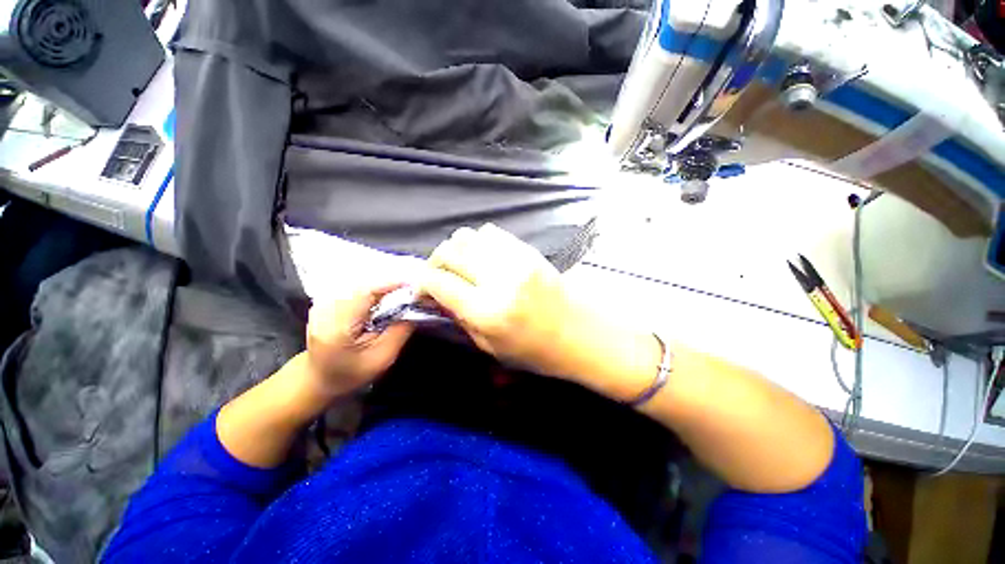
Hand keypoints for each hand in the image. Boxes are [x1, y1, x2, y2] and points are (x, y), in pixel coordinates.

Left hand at [305, 283, 414, 396]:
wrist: (317, 379)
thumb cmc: (350, 374)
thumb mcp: (382, 358)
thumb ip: (400, 331)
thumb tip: (416, 307)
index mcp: (337, 326)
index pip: (365, 293)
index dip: (391, 285)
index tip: (413, 287)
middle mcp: (325, 309)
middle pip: (364, 286)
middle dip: (389, 287)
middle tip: (410, 293)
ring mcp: (321, 303)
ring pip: (359, 284)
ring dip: (381, 288)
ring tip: (398, 295)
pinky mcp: (324, 301)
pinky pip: (353, 288)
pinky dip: (370, 290)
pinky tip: (380, 299)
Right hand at [420, 224, 577, 376]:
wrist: (580, 332)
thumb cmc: (536, 351)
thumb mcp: (491, 347)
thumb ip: (460, 318)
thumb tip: (437, 297)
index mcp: (488, 312)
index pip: (439, 282)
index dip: (422, 282)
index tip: (421, 289)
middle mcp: (499, 280)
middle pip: (450, 252)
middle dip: (435, 262)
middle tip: (438, 276)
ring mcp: (516, 260)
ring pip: (468, 236)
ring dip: (456, 250)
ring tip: (460, 265)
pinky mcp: (528, 250)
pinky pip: (492, 233)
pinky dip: (478, 242)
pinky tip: (482, 257)